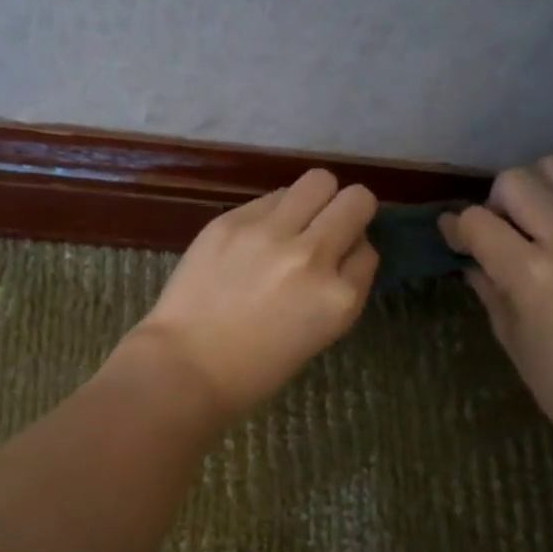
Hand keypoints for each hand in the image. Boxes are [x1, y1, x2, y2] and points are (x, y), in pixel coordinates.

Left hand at [119, 169, 378, 419]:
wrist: (184, 366)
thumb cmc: (254, 369)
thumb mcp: (316, 335)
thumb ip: (335, 288)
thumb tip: (340, 249)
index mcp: (339, 297)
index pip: (368, 251)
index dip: (352, 253)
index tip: (336, 263)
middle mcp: (313, 256)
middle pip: (356, 200)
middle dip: (348, 211)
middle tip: (326, 227)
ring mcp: (270, 233)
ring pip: (318, 182)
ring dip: (314, 200)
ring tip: (293, 223)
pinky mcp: (232, 220)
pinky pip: (271, 197)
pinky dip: (273, 211)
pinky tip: (254, 237)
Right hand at [440, 154, 552, 452]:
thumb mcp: (511, 337)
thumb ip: (488, 286)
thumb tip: (469, 256)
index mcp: (532, 273)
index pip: (478, 219)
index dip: (457, 227)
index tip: (454, 240)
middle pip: (517, 179)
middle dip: (496, 202)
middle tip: (499, 235)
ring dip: (534, 191)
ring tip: (533, 228)